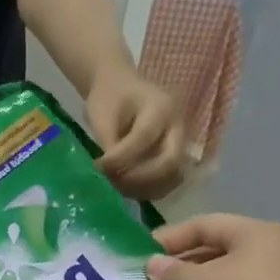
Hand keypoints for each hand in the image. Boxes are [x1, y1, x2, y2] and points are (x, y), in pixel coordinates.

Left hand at [89, 66, 185, 200]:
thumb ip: (109, 145)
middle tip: (113, 182)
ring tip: (118, 187)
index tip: (97, 167)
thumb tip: (109, 176)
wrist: (120, 89)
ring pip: (173, 176)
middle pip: (170, 162)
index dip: (119, 159)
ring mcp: (181, 142)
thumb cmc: (109, 98)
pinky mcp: (175, 155)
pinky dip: (150, 190)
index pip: (143, 139)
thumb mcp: (102, 117)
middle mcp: (179, 125)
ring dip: (145, 188)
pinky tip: (128, 189)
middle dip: (139, 179)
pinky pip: (169, 180)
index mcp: (161, 107)